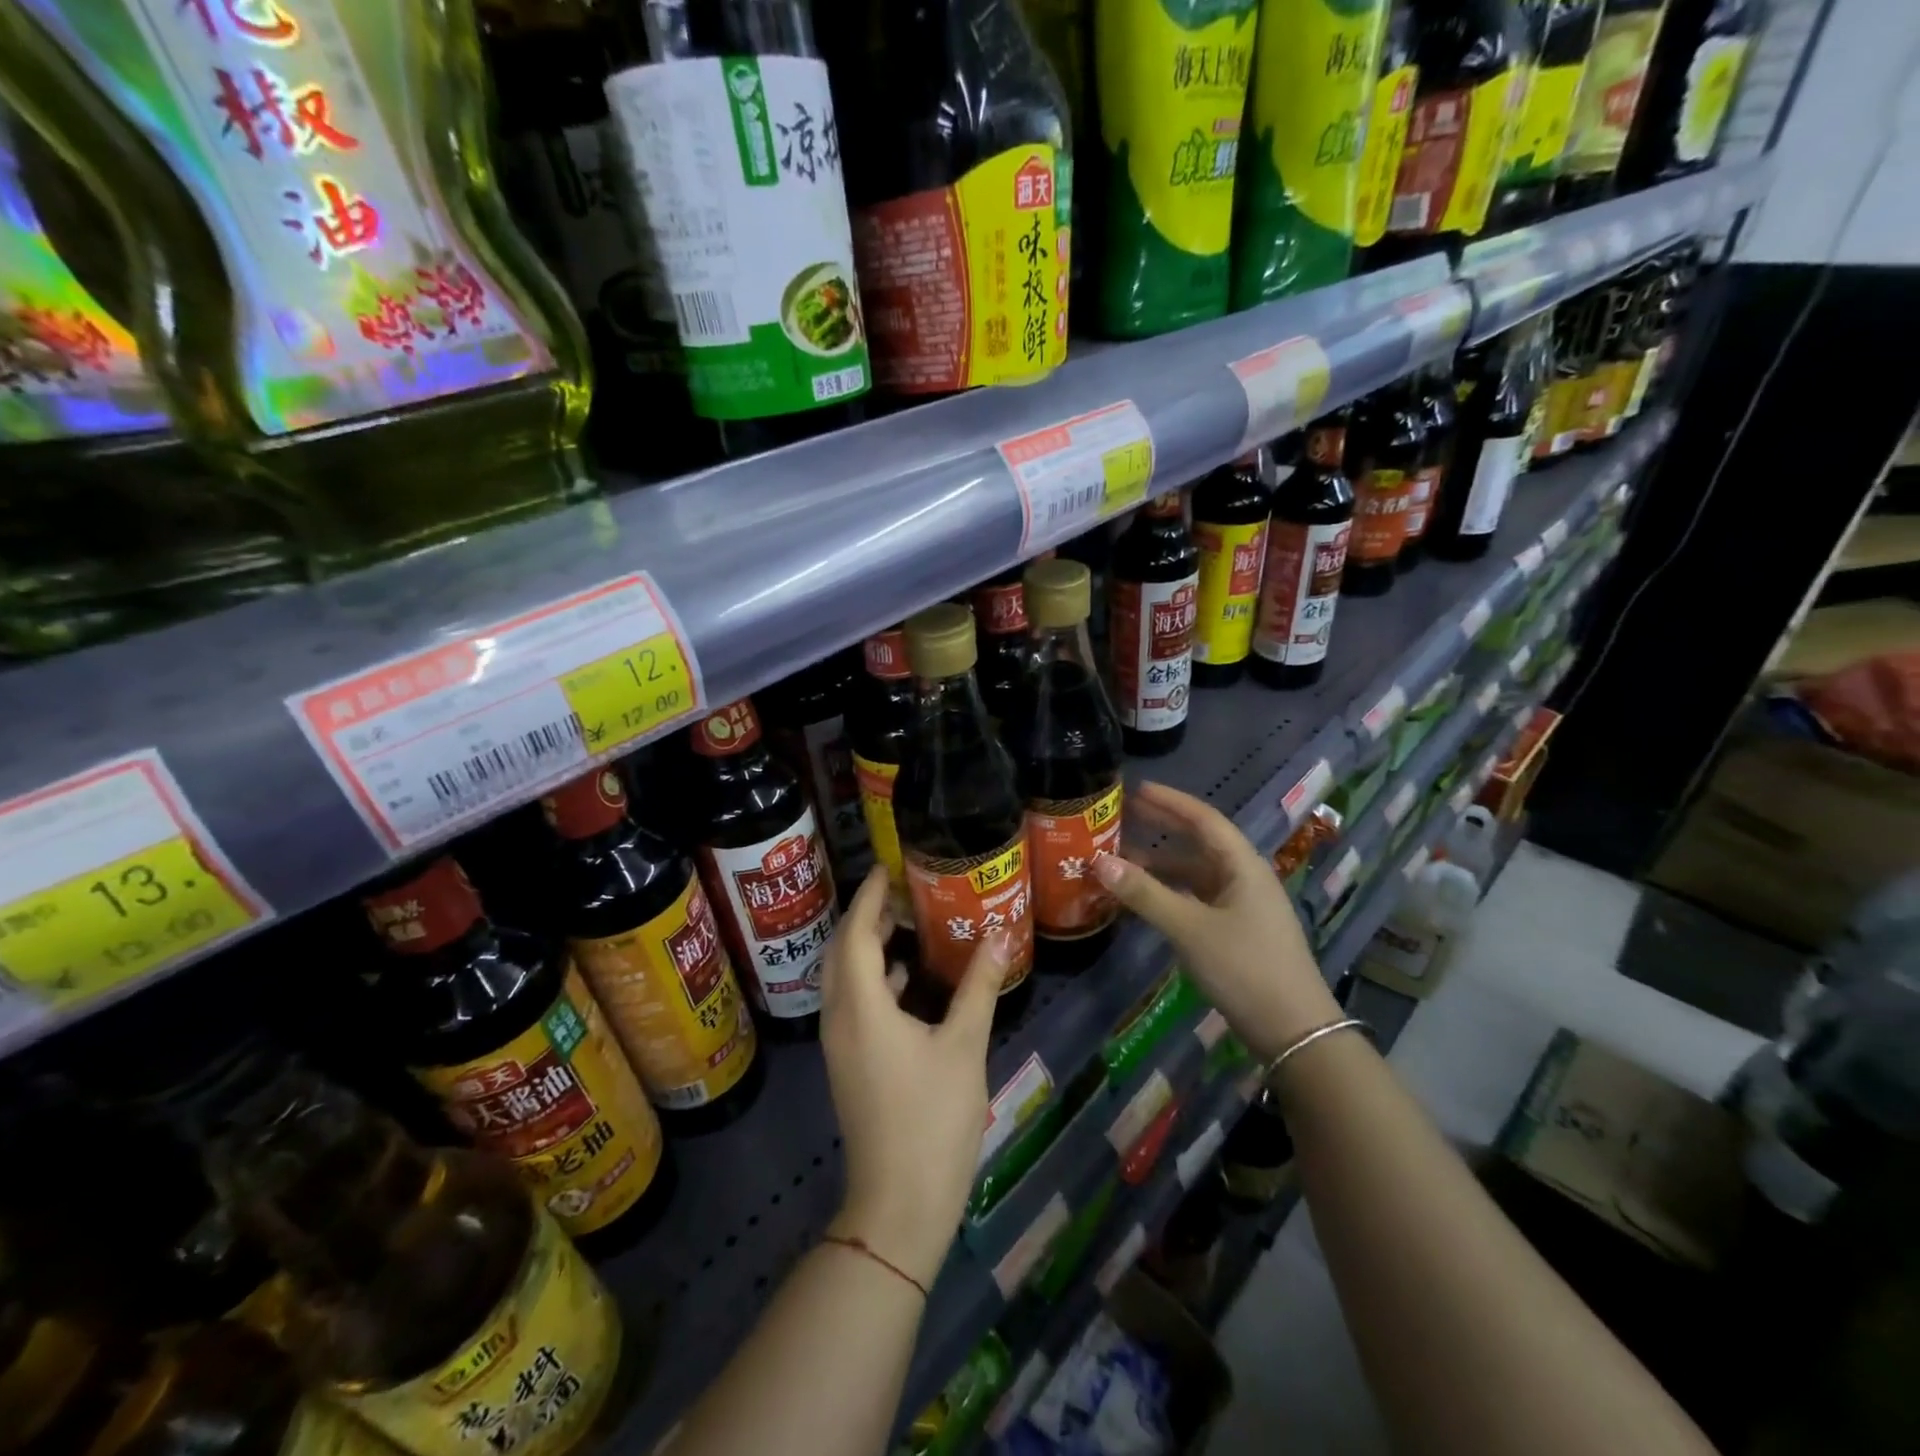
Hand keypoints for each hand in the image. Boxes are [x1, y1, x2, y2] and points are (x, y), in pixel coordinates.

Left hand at [819, 866, 1008, 1289]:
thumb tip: (1000, 935)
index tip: (888, 867)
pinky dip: (873, 980)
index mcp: (861, 1006)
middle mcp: (839, 1018)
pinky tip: (908, 981)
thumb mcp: (964, 1046)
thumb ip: (980, 986)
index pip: (855, 934)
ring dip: (867, 947)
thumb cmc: (933, 1118)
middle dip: (865, 917)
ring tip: (906, 925)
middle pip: (842, 951)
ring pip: (844, 978)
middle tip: (901, 892)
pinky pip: (852, 1003)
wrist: (899, 1203)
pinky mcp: (848, 1063)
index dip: (869, 897)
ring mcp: (839, 1044)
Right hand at [1094, 781, 1341, 1061]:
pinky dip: (1170, 893)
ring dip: (1162, 865)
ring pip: (1196, 874)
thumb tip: (1098, 861)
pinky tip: (1145, 900)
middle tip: (1125, 814)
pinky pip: (1197, 898)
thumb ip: (1144, 894)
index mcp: (1243, 866)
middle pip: (1200, 842)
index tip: (1136, 789)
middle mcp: (1245, 878)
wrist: (1294, 1031)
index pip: (1204, 819)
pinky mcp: (1237, 932)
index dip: (1170, 802)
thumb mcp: (1189, 928)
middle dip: (1164, 827)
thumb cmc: (1244, 968)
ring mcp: (1242, 906)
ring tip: (1122, 858)